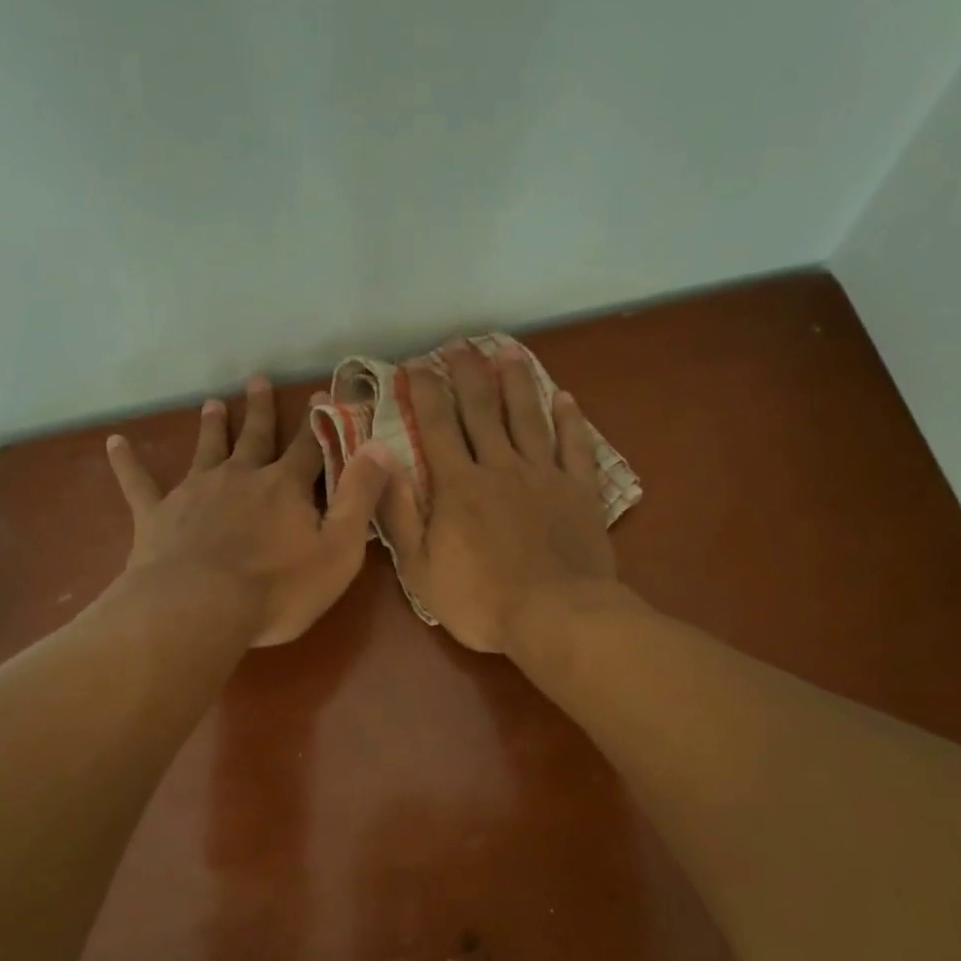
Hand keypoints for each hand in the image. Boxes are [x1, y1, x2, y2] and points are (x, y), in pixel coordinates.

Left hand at [106, 376, 392, 646]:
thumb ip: (360, 497)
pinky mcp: (157, 515)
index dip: (318, 421)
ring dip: (212, 426)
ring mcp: (194, 492)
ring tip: (213, 403)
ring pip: (206, 449)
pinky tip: (114, 443)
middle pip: (255, 436)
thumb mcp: (339, 549)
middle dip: (260, 409)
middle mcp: (240, 477)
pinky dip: (127, 463)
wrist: (200, 608)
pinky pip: (139, 483)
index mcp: (285, 487)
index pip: (308, 445)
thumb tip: (380, 447)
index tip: (321, 393)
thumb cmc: (278, 588)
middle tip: (258, 380)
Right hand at [379, 340, 617, 653]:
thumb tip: (381, 464)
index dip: (426, 392)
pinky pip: (575, 446)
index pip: (438, 426)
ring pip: (528, 417)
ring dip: (516, 382)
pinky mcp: (579, 491)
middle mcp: (500, 467)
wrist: (554, 616)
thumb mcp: (420, 568)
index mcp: (458, 486)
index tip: (416, 364)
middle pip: (483, 410)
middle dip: (468, 374)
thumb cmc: (480, 600)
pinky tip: (564, 397)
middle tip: (460, 344)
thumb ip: (399, 515)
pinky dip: (570, 419)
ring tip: (508, 352)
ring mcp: (544, 476)